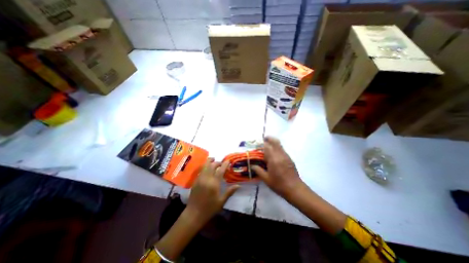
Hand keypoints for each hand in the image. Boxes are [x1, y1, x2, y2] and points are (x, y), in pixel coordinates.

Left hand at [186, 159, 239, 225]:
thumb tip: (238, 185)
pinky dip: (205, 166)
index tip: (228, 161)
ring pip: (205, 166)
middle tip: (222, 164)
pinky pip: (201, 170)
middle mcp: (206, 178)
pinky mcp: (195, 180)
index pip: (220, 170)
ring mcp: (200, 179)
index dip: (225, 164)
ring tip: (214, 160)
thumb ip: (229, 192)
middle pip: (212, 165)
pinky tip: (207, 168)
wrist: (194, 214)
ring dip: (210, 161)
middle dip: (218, 162)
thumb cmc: (209, 209)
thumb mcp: (221, 201)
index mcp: (214, 183)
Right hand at [253, 138, 304, 199]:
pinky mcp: (289, 159)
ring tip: (268, 145)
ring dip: (274, 142)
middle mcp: (280, 155)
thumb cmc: (279, 184)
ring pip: (279, 145)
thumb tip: (252, 166)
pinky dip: (277, 148)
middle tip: (264, 139)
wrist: (295, 189)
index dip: (262, 143)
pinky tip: (274, 154)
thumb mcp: (266, 179)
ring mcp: (286, 156)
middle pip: (275, 142)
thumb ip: (258, 170)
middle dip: (269, 138)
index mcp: (273, 159)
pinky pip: (282, 150)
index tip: (258, 142)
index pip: (267, 146)